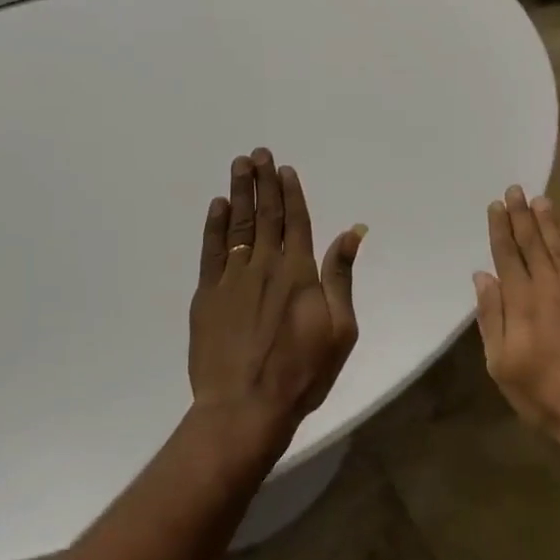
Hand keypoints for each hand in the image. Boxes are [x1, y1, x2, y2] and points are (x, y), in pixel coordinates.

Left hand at [187, 149, 365, 440]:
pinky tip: (217, 206)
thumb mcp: (341, 328)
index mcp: (298, 272)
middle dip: (262, 181)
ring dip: (239, 193)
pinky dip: (215, 226)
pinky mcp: (207, 296)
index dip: (290, 192)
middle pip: (265, 215)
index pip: (295, 221)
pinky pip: (211, 251)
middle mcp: (264, 265)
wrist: (245, 407)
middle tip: (257, 152)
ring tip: (238, 166)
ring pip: (237, 225)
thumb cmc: (303, 372)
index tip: (284, 168)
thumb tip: (352, 231)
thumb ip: (341, 276)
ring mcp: (231, 279)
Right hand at [474, 186, 559, 475]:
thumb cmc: (543, 394)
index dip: (500, 228)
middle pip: (533, 243)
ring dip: (549, 222)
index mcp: (522, 302)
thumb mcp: (501, 364)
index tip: (495, 205)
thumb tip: (483, 277)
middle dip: (522, 215)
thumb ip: (491, 317)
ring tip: (540, 200)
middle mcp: (550, 287)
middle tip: (515, 189)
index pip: (507, 255)